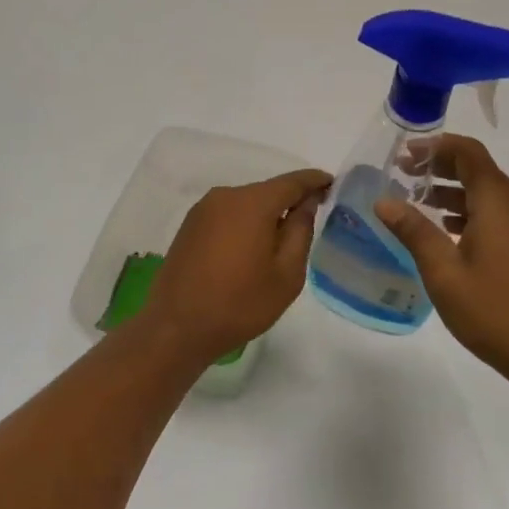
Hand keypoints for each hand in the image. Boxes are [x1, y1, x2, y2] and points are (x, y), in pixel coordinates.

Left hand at [139, 169, 332, 365]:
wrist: (177, 327)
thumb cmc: (240, 303)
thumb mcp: (286, 274)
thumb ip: (300, 231)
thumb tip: (306, 203)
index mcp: (252, 203)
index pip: (292, 182)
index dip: (314, 181)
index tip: (332, 184)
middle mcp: (225, 196)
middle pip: (267, 191)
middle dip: (289, 202)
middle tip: (311, 221)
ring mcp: (203, 209)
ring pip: (246, 204)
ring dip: (265, 216)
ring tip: (280, 243)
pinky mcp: (190, 225)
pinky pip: (228, 215)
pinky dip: (244, 224)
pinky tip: (250, 250)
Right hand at [374, 136, 508, 390]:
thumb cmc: (495, 312)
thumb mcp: (444, 273)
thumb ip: (414, 231)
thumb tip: (384, 201)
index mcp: (500, 203)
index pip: (468, 153)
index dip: (435, 146)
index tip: (404, 153)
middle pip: (479, 170)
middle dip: (440, 168)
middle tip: (403, 176)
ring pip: (491, 194)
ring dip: (455, 193)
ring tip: (418, 204)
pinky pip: (503, 214)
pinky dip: (473, 212)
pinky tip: (450, 233)